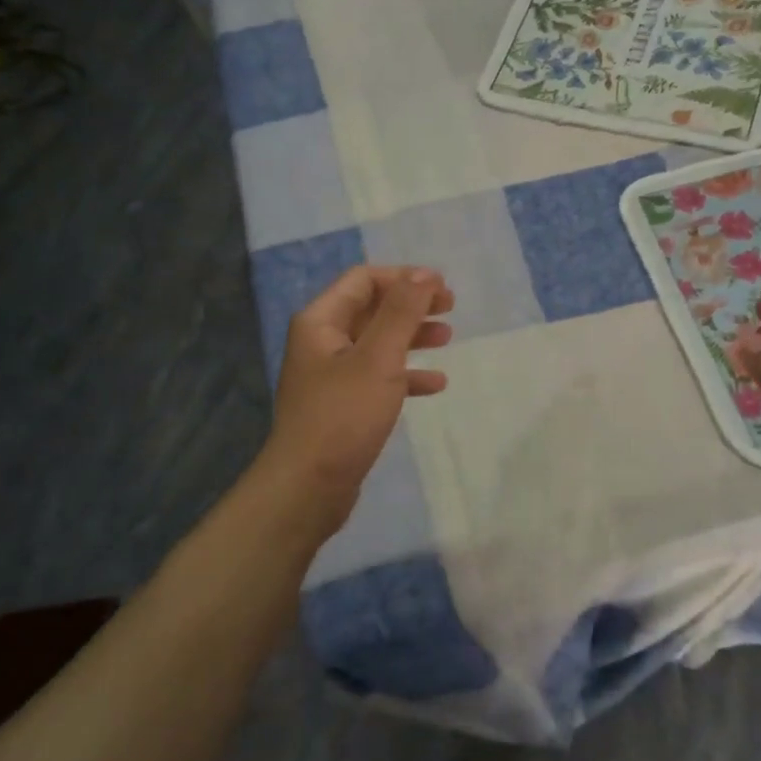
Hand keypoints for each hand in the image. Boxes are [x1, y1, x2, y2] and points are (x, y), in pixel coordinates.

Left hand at [260, 264, 453, 535]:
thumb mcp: (378, 359)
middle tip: (451, 307)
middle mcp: (322, 342)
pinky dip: (406, 375)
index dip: (404, 278)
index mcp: (321, 322)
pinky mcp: (343, 405)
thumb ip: (402, 313)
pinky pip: (378, 377)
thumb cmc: (343, 416)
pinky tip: (435, 384)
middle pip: (372, 308)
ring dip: (412, 336)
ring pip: (378, 343)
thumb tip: (425, 274)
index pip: (364, 280)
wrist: (309, 486)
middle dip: (411, 304)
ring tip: (449, 337)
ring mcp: (332, 375)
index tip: (442, 287)